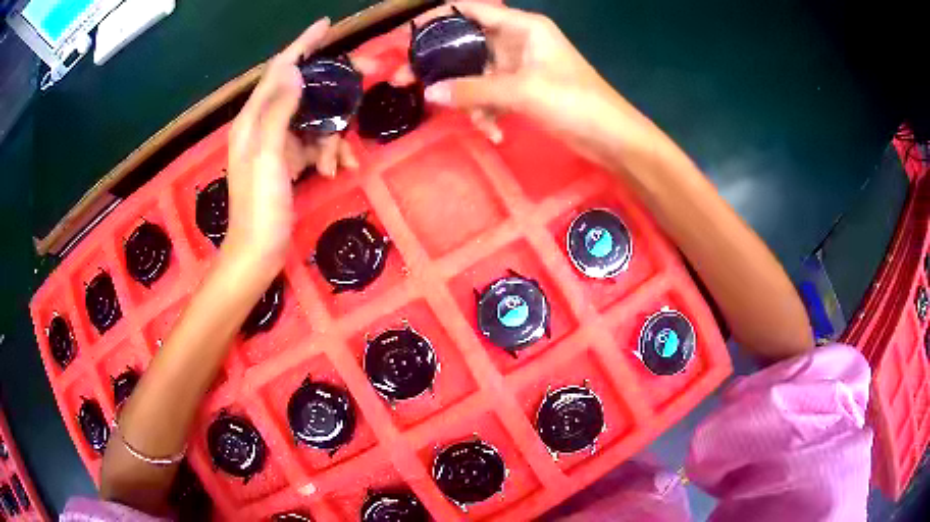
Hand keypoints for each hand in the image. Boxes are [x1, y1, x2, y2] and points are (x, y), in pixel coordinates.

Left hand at [225, 18, 359, 266]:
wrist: (258, 252)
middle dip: (333, 88)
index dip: (302, 45)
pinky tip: (339, 168)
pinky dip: (330, 152)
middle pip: (303, 91)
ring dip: (332, 135)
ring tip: (337, 162)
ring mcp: (278, 144)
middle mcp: (264, 125)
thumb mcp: (267, 156)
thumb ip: (278, 112)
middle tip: (367, 77)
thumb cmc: (259, 207)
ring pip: (314, 120)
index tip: (326, 25)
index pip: (278, 70)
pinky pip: (316, 144)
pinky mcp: (289, 161)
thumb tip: (296, 72)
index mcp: (252, 120)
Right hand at [417, 2, 656, 163]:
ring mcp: (518, 67)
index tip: (406, 36)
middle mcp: (516, 41)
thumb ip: (474, 90)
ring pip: (476, 74)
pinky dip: (488, 112)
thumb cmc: (575, 102)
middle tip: (407, 81)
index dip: (438, 18)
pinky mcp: (522, 91)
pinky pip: (491, 95)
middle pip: (466, 44)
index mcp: (522, 26)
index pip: (471, 10)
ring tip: (473, 121)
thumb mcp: (522, 91)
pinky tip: (495, 131)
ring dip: (469, 98)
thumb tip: (430, 94)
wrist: (612, 138)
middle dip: (440, 65)